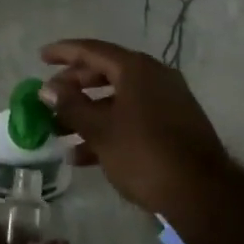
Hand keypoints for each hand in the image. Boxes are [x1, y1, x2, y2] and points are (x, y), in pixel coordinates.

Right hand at [41, 39, 230, 216]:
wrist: (202, 193)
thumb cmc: (144, 154)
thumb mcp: (101, 130)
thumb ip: (71, 106)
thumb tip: (47, 88)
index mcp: (136, 68)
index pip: (93, 50)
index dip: (64, 52)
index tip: (41, 57)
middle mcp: (153, 76)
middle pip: (105, 73)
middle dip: (75, 86)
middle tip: (50, 98)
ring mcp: (167, 101)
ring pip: (118, 99)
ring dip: (88, 113)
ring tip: (59, 132)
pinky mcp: (173, 126)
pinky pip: (132, 118)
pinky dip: (109, 129)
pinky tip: (83, 156)